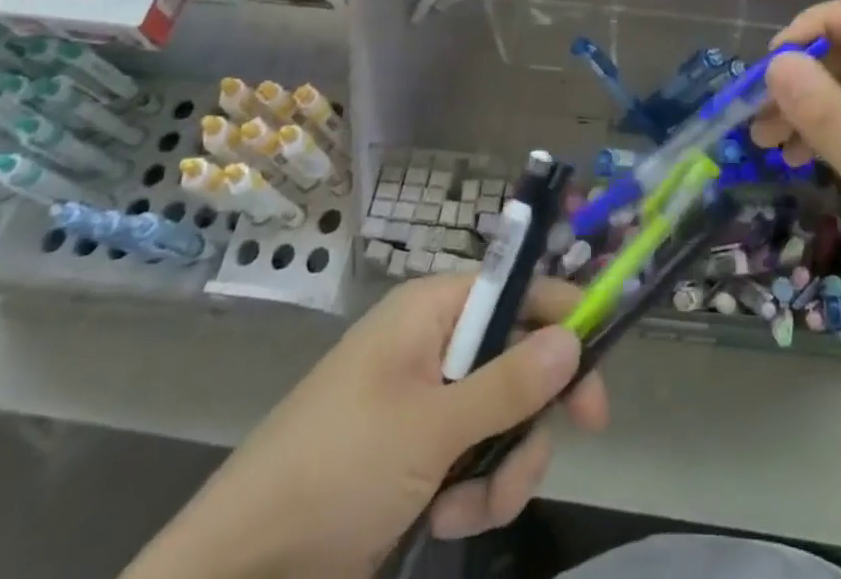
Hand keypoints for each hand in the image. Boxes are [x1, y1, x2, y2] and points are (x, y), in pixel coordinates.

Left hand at [123, 276, 607, 578]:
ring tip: (471, 508)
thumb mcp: (432, 427)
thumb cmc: (336, 470)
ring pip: (504, 415)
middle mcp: (435, 343)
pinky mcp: (418, 452)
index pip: (518, 289)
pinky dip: (474, 490)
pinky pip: (476, 455)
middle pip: (519, 357)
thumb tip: (576, 336)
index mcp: (433, 310)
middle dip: (532, 414)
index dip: (563, 315)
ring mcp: (426, 400)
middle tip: (562, 446)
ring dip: (503, 466)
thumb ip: (510, 383)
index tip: (601, 359)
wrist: (239, 570)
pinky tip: (446, 518)